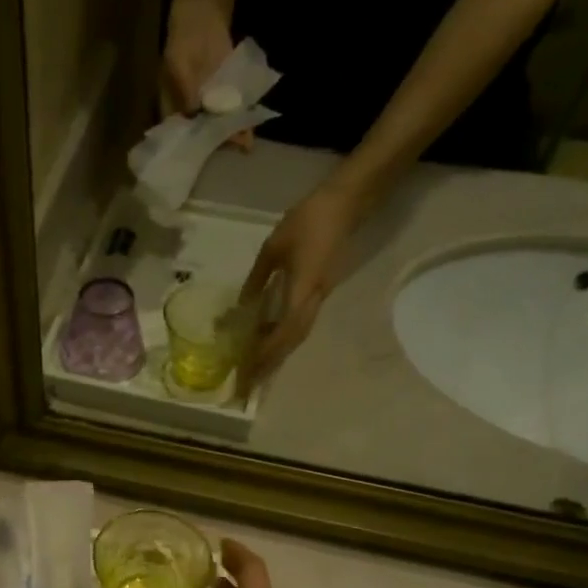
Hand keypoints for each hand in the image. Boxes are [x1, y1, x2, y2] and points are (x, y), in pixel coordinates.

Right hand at [162, 0, 252, 148]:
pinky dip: (241, 119)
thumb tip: (194, 113)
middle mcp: (189, 110)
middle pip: (201, 133)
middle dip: (215, 143)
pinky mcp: (226, 93)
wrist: (203, 12)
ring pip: (219, 124)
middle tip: (229, 150)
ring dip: (231, 133)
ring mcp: (209, 102)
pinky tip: (250, 129)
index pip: (178, 133)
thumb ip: (186, 89)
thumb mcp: (178, 63)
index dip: (188, 146)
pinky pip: (233, 110)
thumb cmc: (183, 39)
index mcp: (171, 106)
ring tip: (245, 144)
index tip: (200, 156)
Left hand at [238, 180, 371, 387]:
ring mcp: (320, 296)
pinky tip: (267, 342)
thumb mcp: (272, 247)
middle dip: (270, 363)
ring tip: (255, 370)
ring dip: (277, 354)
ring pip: (298, 334)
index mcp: (303, 288)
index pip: (284, 331)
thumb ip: (257, 278)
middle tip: (249, 383)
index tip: (248, 371)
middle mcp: (315, 299)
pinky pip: (300, 322)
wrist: (345, 204)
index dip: (266, 353)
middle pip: (292, 340)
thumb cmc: (308, 220)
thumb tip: (242, 306)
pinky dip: (283, 338)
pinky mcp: (320, 292)